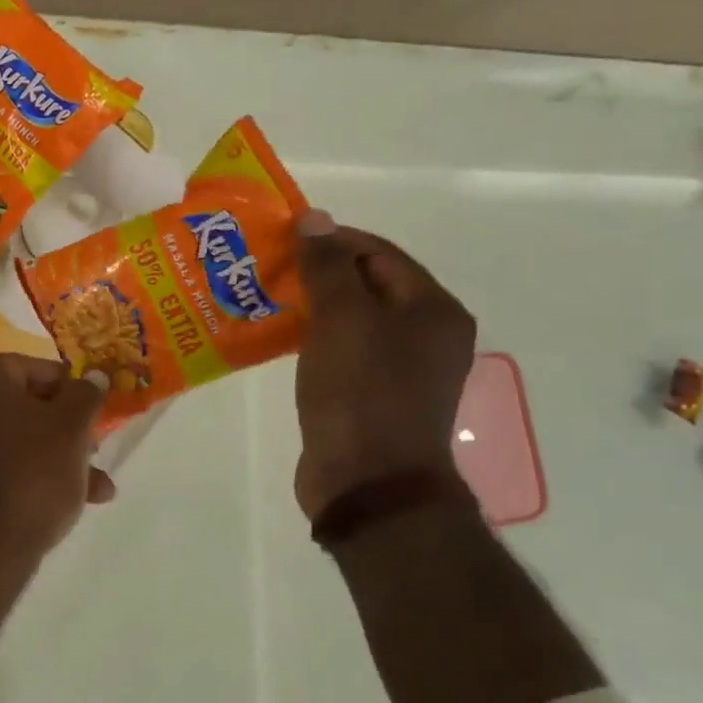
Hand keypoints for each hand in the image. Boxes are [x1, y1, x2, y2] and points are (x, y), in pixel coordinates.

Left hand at [0, 354, 114, 566]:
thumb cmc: (29, 474)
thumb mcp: (72, 428)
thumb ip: (87, 395)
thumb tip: (93, 377)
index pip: (38, 369)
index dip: (74, 394)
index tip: (96, 420)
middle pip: (24, 407)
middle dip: (67, 433)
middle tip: (96, 456)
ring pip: (12, 441)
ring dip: (55, 461)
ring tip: (96, 491)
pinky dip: (24, 478)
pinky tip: (61, 507)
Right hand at [293, 211, 476, 518]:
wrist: (369, 483)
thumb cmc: (360, 393)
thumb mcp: (342, 320)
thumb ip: (327, 266)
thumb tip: (315, 218)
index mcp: (433, 309)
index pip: (380, 253)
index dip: (332, 240)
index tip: (283, 239)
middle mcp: (428, 334)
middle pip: (369, 285)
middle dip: (319, 273)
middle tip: (269, 269)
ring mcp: (404, 370)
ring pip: (355, 320)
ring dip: (314, 306)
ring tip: (268, 300)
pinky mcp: (377, 397)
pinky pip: (346, 351)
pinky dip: (317, 339)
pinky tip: (283, 339)